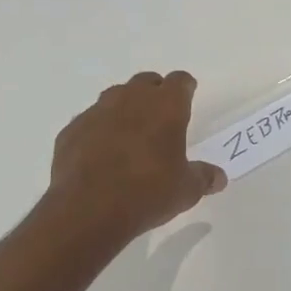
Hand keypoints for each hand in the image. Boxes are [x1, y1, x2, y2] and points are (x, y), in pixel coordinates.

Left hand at [48, 71, 225, 240]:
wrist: (87, 210)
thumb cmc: (147, 193)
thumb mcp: (186, 190)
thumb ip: (204, 177)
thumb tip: (218, 178)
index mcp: (165, 106)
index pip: (180, 81)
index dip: (185, 88)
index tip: (188, 96)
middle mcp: (130, 99)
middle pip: (146, 81)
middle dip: (154, 93)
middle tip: (160, 116)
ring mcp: (97, 112)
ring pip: (115, 97)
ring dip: (125, 108)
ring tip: (130, 133)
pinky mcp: (71, 130)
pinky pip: (89, 121)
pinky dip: (98, 131)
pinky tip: (100, 153)